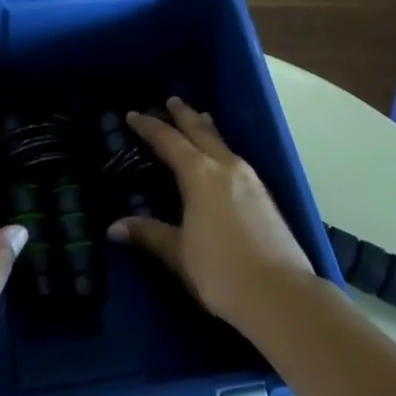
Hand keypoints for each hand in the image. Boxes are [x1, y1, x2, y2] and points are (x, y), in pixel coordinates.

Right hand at [109, 97, 315, 327]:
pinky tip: (223, 159)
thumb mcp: (179, 253)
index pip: (169, 141)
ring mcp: (250, 180)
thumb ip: (149, 234)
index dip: (149, 127)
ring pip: (222, 143)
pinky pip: (235, 158)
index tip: (133, 115)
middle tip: (172, 101)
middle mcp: (226, 167)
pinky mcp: (265, 196)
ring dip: (207, 129)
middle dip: (184, 116)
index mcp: (200, 175)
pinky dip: (221, 148)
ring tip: (200, 118)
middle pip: (201, 132)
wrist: (281, 295)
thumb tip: (114, 227)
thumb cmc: (221, 270)